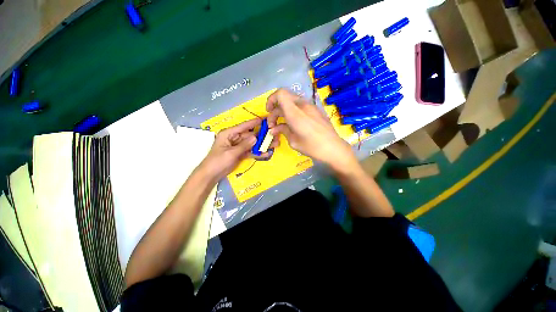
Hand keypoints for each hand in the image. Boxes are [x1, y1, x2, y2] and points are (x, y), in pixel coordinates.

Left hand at [200, 119, 277, 180]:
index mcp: (229, 134)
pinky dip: (257, 152)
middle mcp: (234, 138)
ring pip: (252, 144)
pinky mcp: (240, 153)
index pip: (243, 126)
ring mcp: (238, 146)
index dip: (254, 123)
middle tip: (274, 135)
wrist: (211, 175)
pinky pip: (250, 151)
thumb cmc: (218, 161)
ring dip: (262, 145)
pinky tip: (266, 153)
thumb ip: (244, 145)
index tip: (264, 119)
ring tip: (274, 144)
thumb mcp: (231, 153)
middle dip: (262, 136)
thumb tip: (256, 137)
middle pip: (250, 136)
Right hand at [266, 89, 356, 170]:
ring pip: (292, 102)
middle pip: (284, 98)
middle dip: (276, 109)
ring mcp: (311, 107)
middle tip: (273, 124)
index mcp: (295, 112)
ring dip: (284, 111)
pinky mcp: (316, 110)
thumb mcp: (293, 141)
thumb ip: (282, 131)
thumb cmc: (312, 147)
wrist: (334, 148)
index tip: (269, 112)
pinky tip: (293, 124)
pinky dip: (293, 112)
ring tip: (282, 125)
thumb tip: (274, 129)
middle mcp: (303, 105)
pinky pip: (300, 106)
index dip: (271, 100)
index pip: (280, 94)